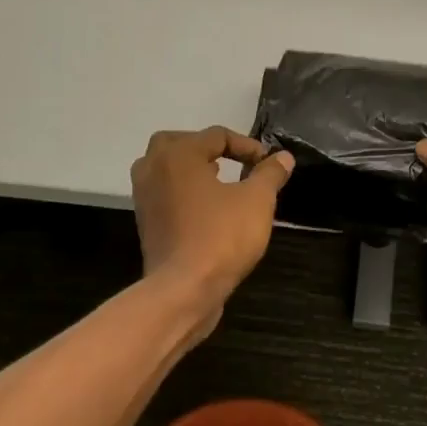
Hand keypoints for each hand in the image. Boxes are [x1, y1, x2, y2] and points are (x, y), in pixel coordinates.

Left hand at [131, 127, 293, 336]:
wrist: (183, 289)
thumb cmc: (221, 236)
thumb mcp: (257, 201)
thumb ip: (270, 174)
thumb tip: (282, 157)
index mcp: (178, 154)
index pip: (217, 135)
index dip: (248, 146)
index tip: (268, 164)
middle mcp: (153, 168)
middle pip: (182, 144)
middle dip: (211, 150)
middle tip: (237, 164)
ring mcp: (144, 196)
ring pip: (169, 169)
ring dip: (194, 170)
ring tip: (222, 184)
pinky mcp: (145, 222)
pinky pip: (166, 193)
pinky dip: (185, 193)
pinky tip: (209, 209)